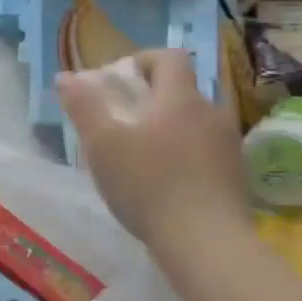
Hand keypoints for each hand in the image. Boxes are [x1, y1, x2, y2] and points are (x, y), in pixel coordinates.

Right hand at [57, 49, 248, 249]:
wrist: (206, 243)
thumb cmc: (148, 184)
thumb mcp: (101, 143)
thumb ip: (83, 105)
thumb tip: (66, 76)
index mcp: (180, 98)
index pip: (169, 57)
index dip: (142, 60)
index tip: (118, 81)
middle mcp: (211, 113)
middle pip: (181, 89)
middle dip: (150, 97)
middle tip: (119, 121)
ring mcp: (228, 145)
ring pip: (193, 120)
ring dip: (167, 126)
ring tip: (138, 153)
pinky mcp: (235, 175)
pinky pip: (205, 148)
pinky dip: (183, 152)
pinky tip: (163, 180)